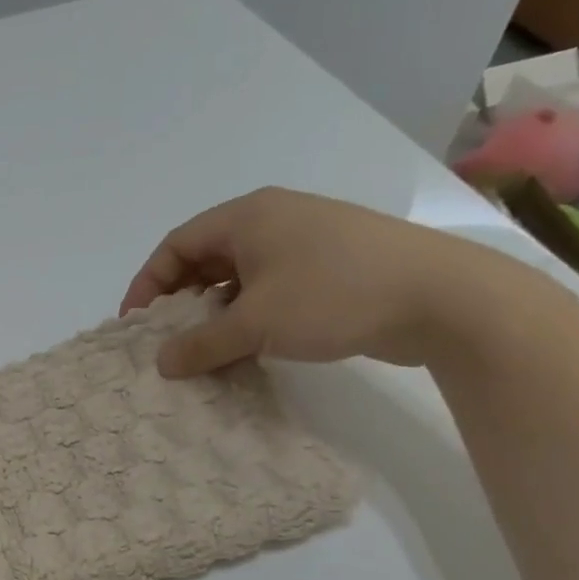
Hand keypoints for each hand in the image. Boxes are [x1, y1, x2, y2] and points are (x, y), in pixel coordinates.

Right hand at [120, 188, 497, 374]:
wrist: (442, 298)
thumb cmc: (333, 296)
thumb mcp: (255, 324)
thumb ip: (201, 344)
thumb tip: (162, 363)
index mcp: (248, 216)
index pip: (176, 244)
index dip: (148, 283)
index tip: (136, 324)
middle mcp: (273, 219)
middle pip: (205, 257)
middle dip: (180, 299)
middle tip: (167, 339)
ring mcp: (305, 241)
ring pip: (238, 275)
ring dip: (214, 311)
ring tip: (204, 348)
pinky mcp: (331, 266)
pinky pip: (269, 287)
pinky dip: (248, 314)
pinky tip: (247, 345)